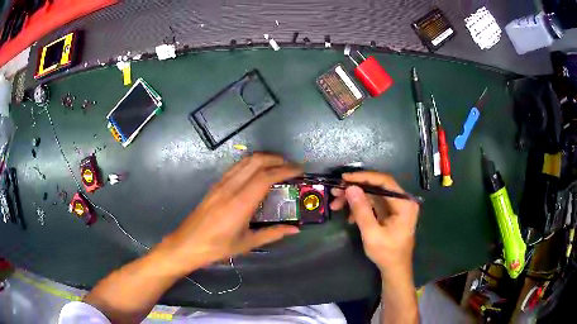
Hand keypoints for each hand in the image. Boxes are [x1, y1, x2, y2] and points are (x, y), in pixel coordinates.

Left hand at [159, 153, 302, 274]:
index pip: (266, 177)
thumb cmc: (217, 248)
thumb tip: (295, 229)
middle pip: (256, 161)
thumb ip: (272, 234)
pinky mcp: (215, 185)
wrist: (187, 244)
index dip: (285, 170)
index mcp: (240, 203)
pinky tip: (256, 172)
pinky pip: (236, 167)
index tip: (299, 170)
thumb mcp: (247, 244)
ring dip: (263, 158)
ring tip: (277, 165)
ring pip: (245, 161)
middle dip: (276, 159)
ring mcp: (221, 184)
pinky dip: (250, 163)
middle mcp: (230, 188)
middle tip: (291, 165)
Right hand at [330, 172, 418, 274]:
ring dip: (355, 199)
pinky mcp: (389, 213)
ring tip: (336, 205)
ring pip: (373, 195)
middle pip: (377, 187)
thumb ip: (362, 210)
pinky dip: (360, 208)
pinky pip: (373, 204)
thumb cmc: (387, 253)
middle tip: (336, 193)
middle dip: (355, 190)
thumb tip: (350, 188)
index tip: (345, 178)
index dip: (364, 177)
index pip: (384, 182)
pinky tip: (349, 218)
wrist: (395, 269)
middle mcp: (402, 201)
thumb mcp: (372, 233)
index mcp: (404, 204)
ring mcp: (396, 207)